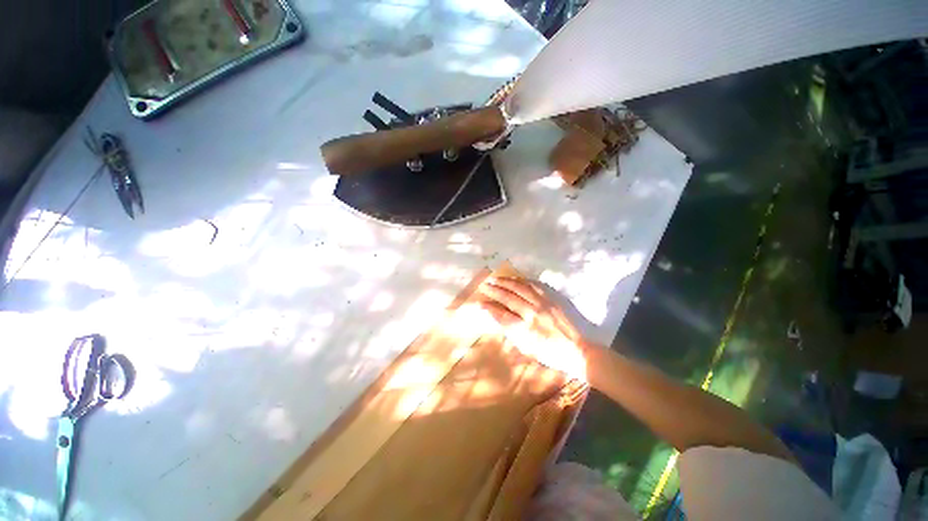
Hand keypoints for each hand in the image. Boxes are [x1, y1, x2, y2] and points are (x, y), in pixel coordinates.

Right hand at [478, 276, 587, 379]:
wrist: (579, 350)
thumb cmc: (551, 354)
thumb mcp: (528, 349)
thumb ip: (512, 333)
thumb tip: (498, 319)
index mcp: (526, 329)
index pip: (502, 315)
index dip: (489, 308)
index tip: (479, 303)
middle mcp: (533, 313)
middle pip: (509, 298)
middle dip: (494, 290)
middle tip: (484, 285)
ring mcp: (544, 303)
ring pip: (521, 287)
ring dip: (507, 282)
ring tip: (496, 279)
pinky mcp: (553, 298)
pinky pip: (536, 285)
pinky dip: (523, 281)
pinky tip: (516, 279)